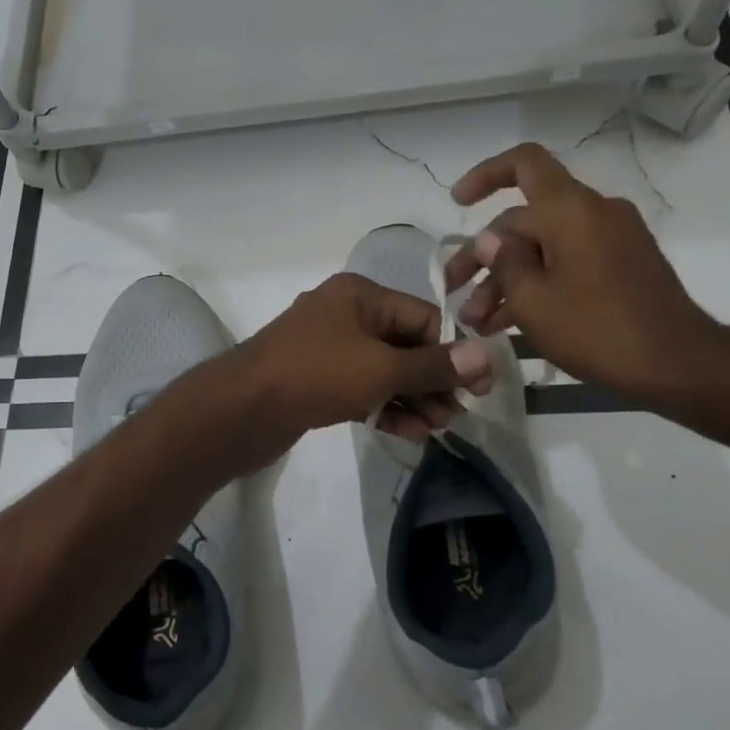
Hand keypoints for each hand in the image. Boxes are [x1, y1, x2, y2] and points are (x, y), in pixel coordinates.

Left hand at [231, 272, 493, 456]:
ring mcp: (327, 350)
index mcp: (360, 296)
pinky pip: (361, 389)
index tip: (477, 389)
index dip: (453, 352)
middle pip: (405, 345)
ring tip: (436, 429)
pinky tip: (409, 433)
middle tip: (455, 416)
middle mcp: (344, 316)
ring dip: (412, 398)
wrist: (241, 410)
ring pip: (384, 371)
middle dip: (433, 381)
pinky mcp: (315, 382)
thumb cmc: (316, 375)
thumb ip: (435, 366)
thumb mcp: (383, 369)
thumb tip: (487, 357)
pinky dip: (384, 407)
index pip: (423, 318)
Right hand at [445, 142, 729, 404]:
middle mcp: (593, 213)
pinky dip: (538, 284)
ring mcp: (612, 240)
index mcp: (571, 209)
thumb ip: (504, 262)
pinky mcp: (622, 266)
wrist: (677, 364)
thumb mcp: (533, 301)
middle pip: (524, 220)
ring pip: (543, 248)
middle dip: (484, 257)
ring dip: (507, 279)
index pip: (524, 164)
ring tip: (477, 322)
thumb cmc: (596, 328)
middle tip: (454, 294)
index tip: (457, 203)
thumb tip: (488, 239)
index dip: (485, 175)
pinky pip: (568, 263)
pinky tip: (508, 323)